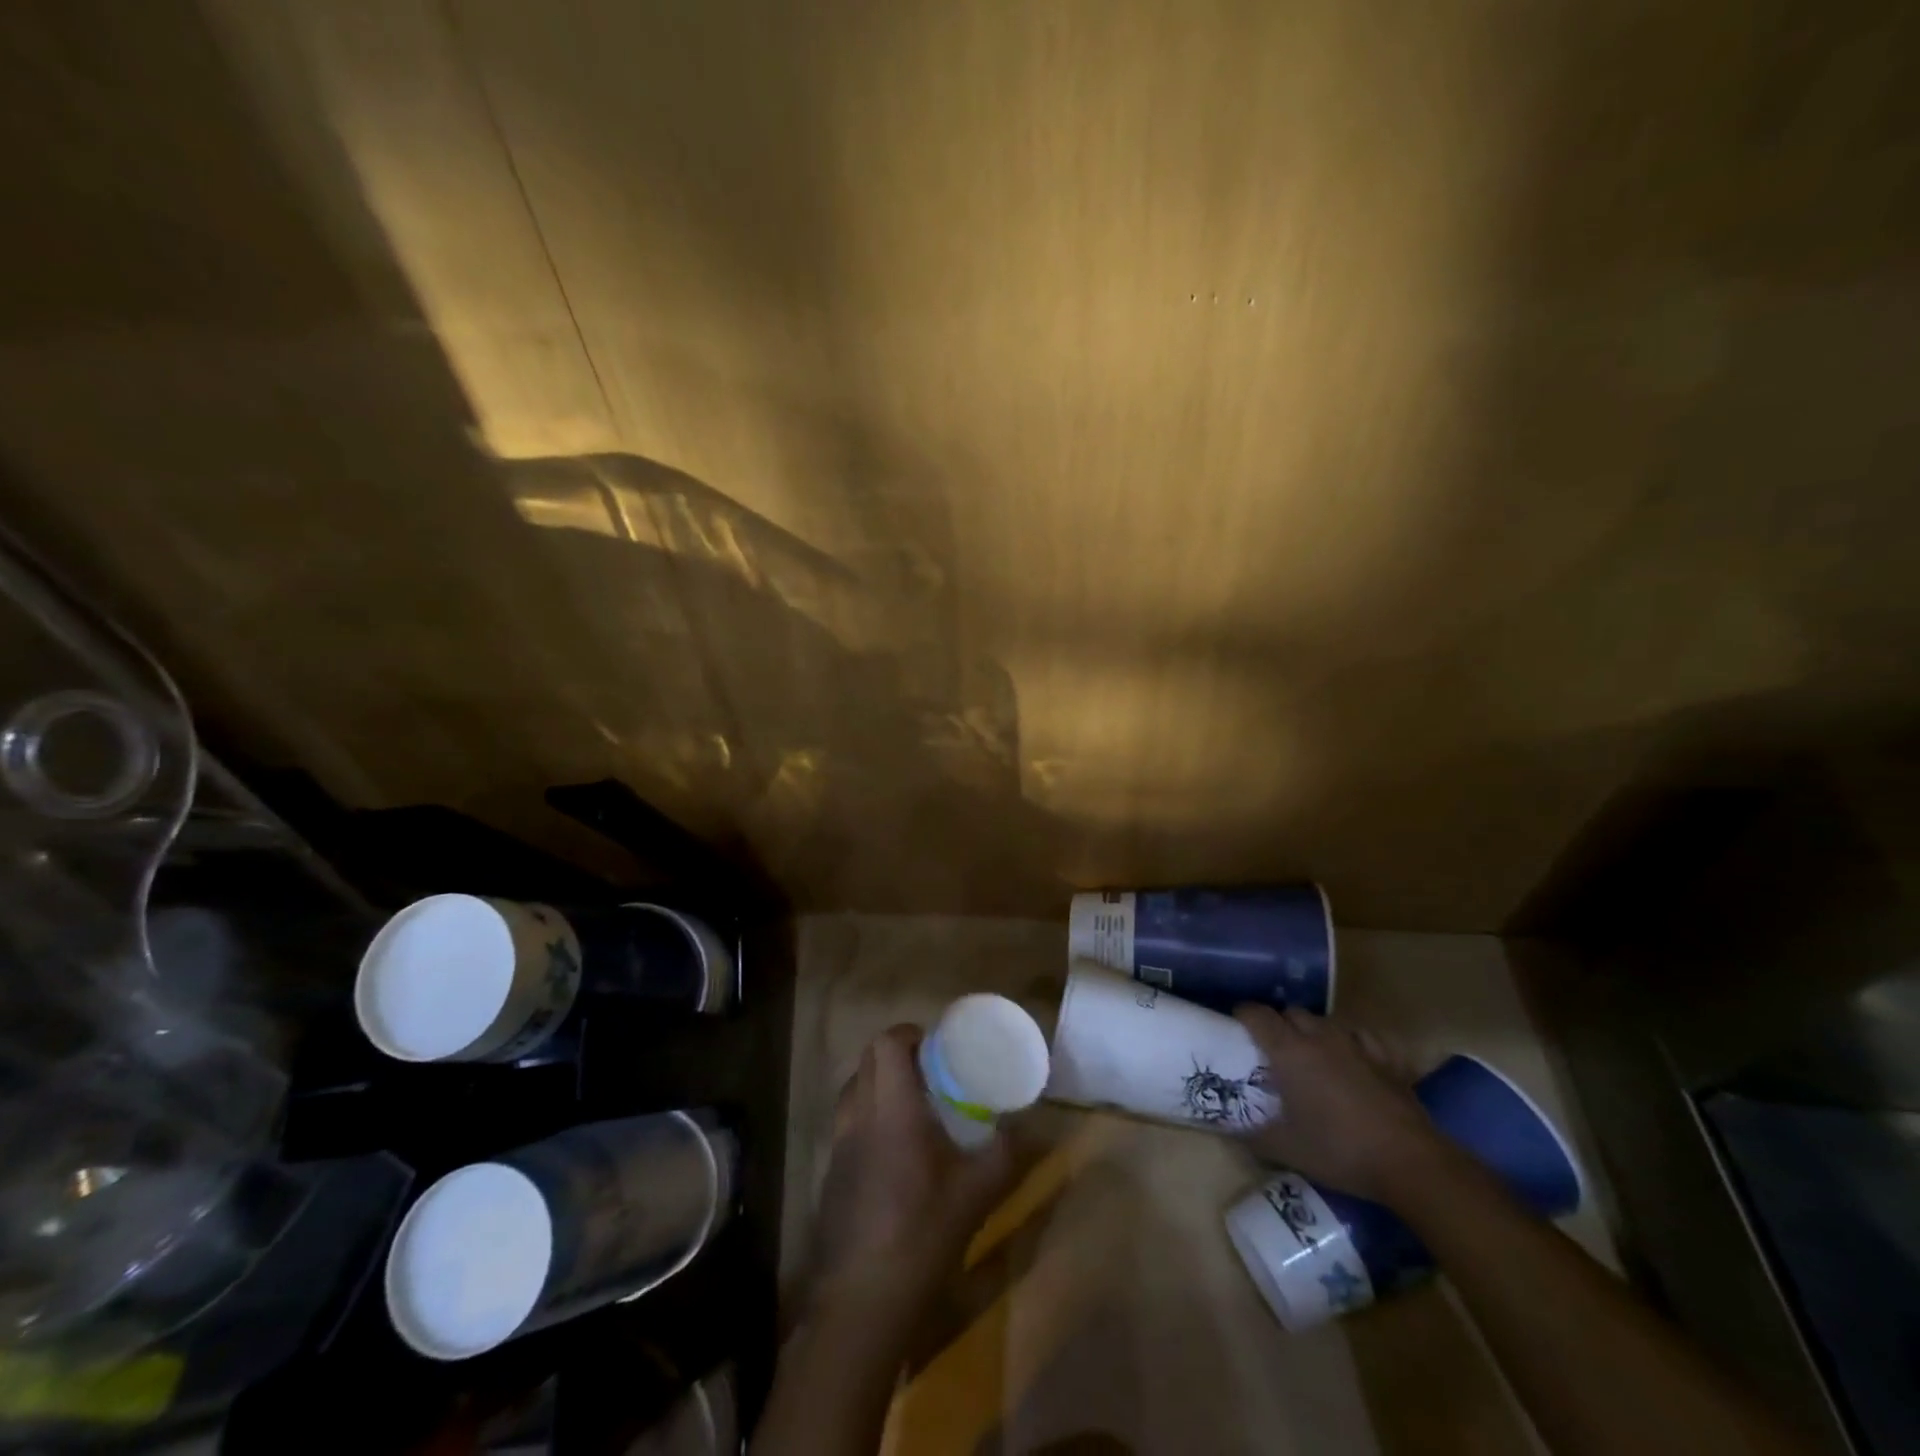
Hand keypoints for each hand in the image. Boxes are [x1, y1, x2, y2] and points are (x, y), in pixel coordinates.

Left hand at [802, 1025, 1014, 1329]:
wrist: (862, 1302)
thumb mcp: (977, 1194)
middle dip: (895, 1053)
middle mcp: (859, 1116)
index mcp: (892, 1109)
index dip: (908, 1033)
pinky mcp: (830, 1175)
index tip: (934, 1043)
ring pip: (852, 1090)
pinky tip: (892, 1152)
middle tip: (929, 1071)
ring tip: (911, 1105)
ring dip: (877, 1083)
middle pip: (866, 1060)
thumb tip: (1031, 1128)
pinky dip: (866, 1116)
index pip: (886, 1043)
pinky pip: (846, 1124)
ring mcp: (838, 1146)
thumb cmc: (922, 1234)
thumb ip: (1005, 1154)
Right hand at [1234, 1005, 1443, 1203]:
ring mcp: (1356, 1045)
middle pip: (1291, 1012)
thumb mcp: (1286, 1149)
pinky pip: (1360, 1036)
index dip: (1242, 1015)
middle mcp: (1319, 1037)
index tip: (1235, 1026)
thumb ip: (1252, 1135)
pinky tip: (1351, 1056)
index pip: (1257, 1014)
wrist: (1410, 1162)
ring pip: (1325, 1021)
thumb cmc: (1339, 1150)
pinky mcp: (1386, 1058)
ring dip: (1312, 1030)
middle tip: (1271, 1048)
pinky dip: (1349, 1041)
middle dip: (1277, 1023)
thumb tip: (1230, 1129)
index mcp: (1289, 1051)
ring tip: (1309, 1053)